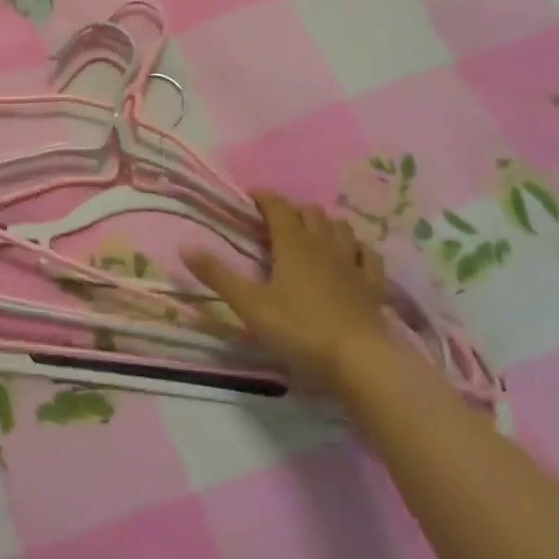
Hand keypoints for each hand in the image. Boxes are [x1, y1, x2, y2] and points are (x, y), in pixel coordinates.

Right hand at [185, 190, 389, 392]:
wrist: (359, 361)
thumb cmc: (299, 329)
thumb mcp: (250, 305)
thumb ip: (218, 275)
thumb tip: (184, 245)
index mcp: (293, 244)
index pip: (278, 206)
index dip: (264, 197)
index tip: (250, 198)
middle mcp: (324, 244)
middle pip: (310, 213)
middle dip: (293, 211)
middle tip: (276, 224)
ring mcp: (353, 264)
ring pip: (341, 228)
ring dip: (325, 225)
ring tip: (312, 235)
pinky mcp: (373, 286)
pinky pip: (369, 256)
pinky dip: (357, 250)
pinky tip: (352, 257)